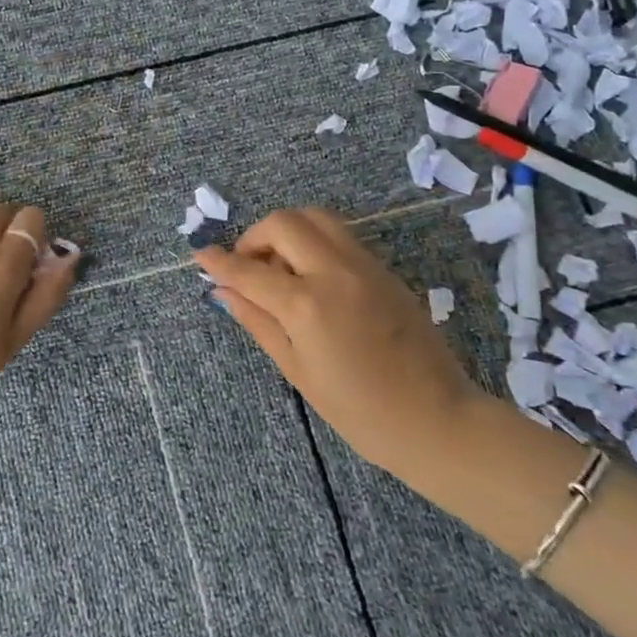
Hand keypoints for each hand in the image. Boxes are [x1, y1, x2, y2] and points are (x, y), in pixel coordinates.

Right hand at [196, 208, 481, 478]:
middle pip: (283, 222)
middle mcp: (335, 272)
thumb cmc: (359, 410)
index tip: (199, 254)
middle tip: (248, 265)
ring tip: (281, 265)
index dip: (219, 261)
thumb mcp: (297, 370)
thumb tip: (223, 291)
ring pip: (315, 217)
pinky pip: (340, 235)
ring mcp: (364, 265)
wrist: (436, 419)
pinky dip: (314, 241)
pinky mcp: (383, 269)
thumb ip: (257, 321)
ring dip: (287, 230)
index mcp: (307, 305)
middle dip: (255, 236)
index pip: (249, 269)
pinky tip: (311, 275)